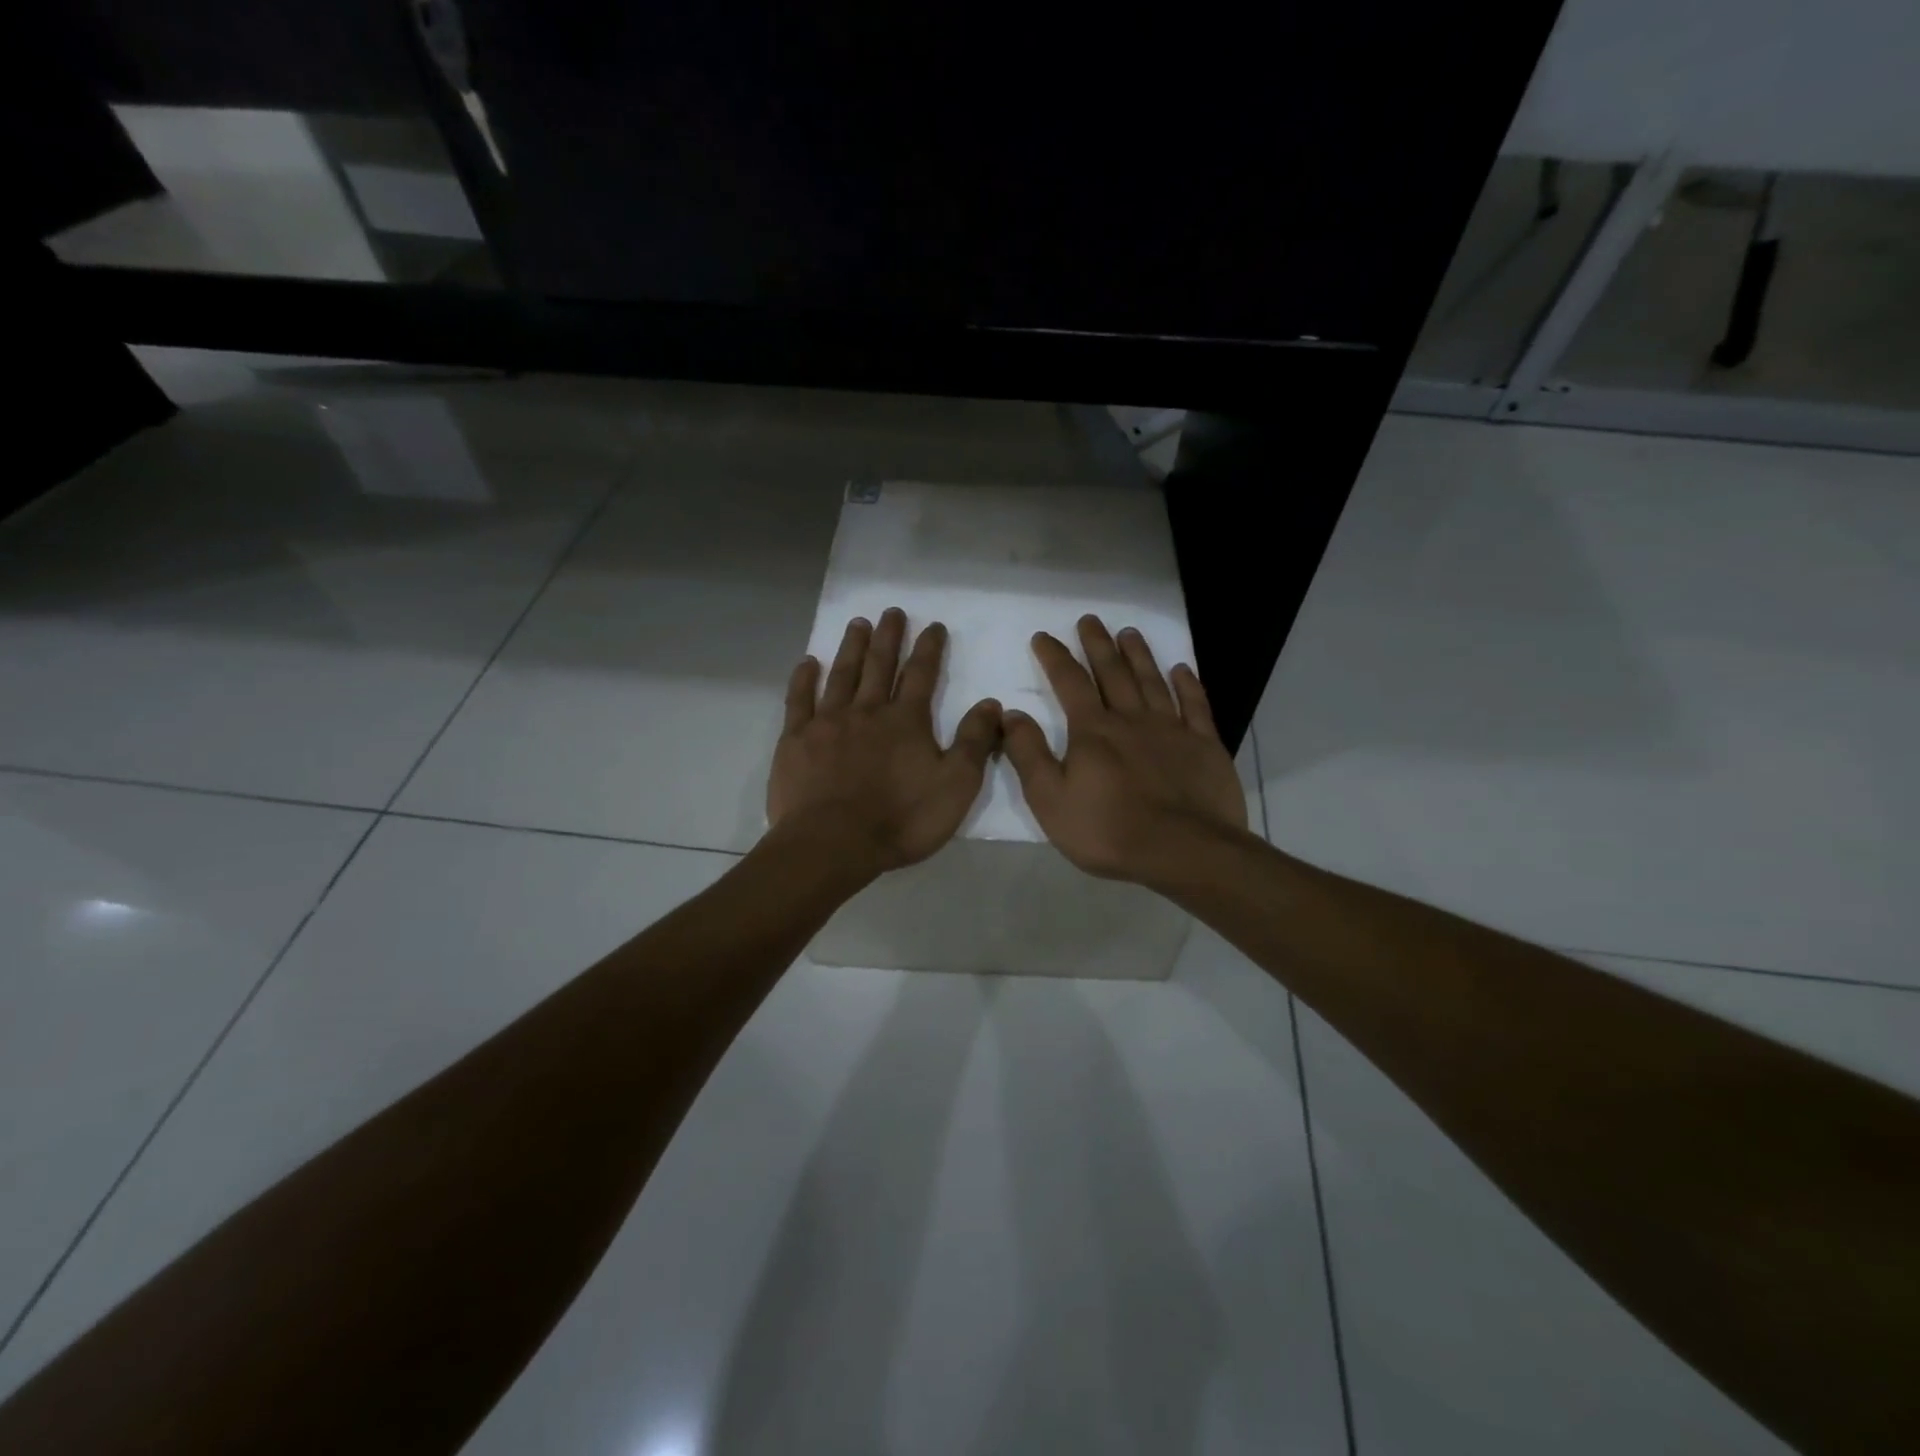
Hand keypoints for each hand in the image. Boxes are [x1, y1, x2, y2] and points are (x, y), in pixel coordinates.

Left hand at [768, 609, 1001, 878]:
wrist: (833, 844)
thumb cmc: (901, 819)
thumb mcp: (956, 785)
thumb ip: (974, 742)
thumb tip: (990, 703)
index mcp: (906, 721)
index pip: (922, 674)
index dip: (930, 648)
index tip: (934, 626)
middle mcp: (867, 711)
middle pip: (880, 665)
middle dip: (889, 637)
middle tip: (892, 612)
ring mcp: (827, 723)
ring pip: (842, 675)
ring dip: (852, 648)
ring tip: (858, 624)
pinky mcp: (796, 740)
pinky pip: (799, 700)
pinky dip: (804, 679)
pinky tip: (807, 662)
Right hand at [1002, 614, 1247, 885]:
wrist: (1184, 851)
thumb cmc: (1109, 830)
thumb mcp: (1050, 800)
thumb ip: (1029, 754)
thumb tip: (1011, 714)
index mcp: (1093, 731)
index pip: (1069, 682)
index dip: (1054, 657)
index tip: (1043, 636)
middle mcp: (1131, 719)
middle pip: (1112, 672)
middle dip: (1098, 644)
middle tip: (1090, 619)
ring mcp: (1172, 729)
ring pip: (1152, 681)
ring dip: (1139, 655)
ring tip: (1129, 632)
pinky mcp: (1204, 745)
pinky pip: (1196, 705)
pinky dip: (1188, 684)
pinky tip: (1182, 669)